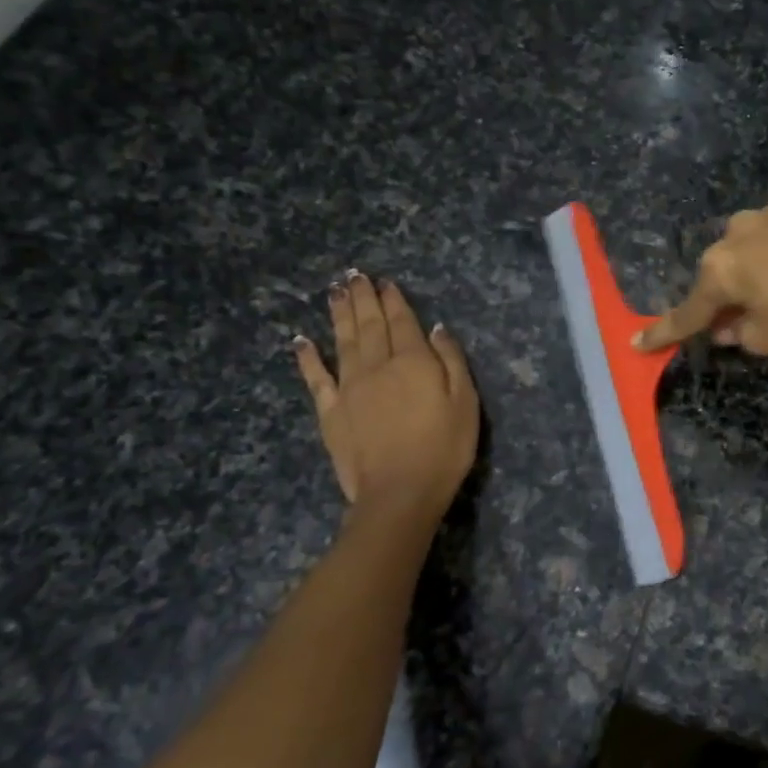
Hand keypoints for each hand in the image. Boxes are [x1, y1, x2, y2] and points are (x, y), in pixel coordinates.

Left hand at [293, 273, 478, 517]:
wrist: (400, 492)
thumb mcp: (466, 403)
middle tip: (355, 276)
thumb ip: (452, 361)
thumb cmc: (444, 449)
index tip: (385, 282)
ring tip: (335, 292)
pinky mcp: (330, 411)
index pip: (403, 322)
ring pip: (343, 341)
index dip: (394, 301)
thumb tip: (437, 329)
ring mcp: (349, 387)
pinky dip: (308, 357)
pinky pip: (316, 378)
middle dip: (363, 298)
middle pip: (369, 325)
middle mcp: (377, 365)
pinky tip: (301, 341)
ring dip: (339, 315)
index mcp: (413, 362)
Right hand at [635, 189, 767, 354]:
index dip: (664, 331)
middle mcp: (736, 232)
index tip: (637, 342)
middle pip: (721, 272)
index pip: (687, 311)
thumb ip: (738, 334)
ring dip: (760, 265)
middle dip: (728, 294)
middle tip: (749, 317)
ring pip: (752, 245)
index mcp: (721, 269)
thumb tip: (727, 324)